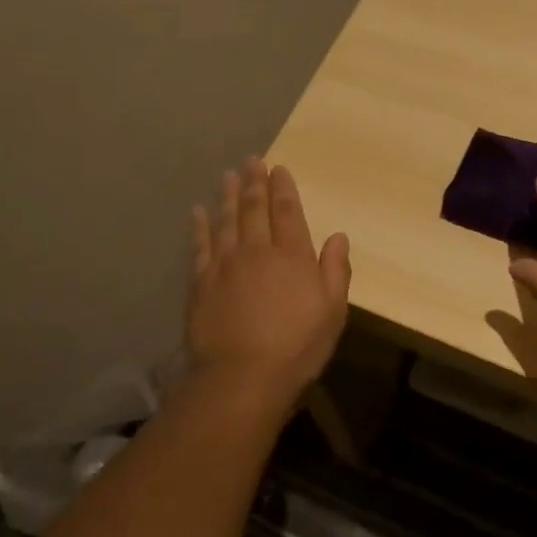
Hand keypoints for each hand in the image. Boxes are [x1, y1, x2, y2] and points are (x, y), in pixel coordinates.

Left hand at [186, 158, 350, 411]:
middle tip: (252, 160)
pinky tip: (198, 211)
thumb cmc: (296, 346)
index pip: (287, 212)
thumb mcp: (332, 311)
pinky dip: (200, 226)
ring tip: (228, 175)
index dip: (283, 188)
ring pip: (226, 220)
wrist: (241, 376)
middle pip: (254, 208)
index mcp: (292, 256)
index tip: (278, 168)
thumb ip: (336, 270)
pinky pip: (200, 245)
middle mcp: (257, 251)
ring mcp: (225, 264)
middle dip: (254, 182)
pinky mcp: (201, 282)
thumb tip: (339, 236)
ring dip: (228, 196)